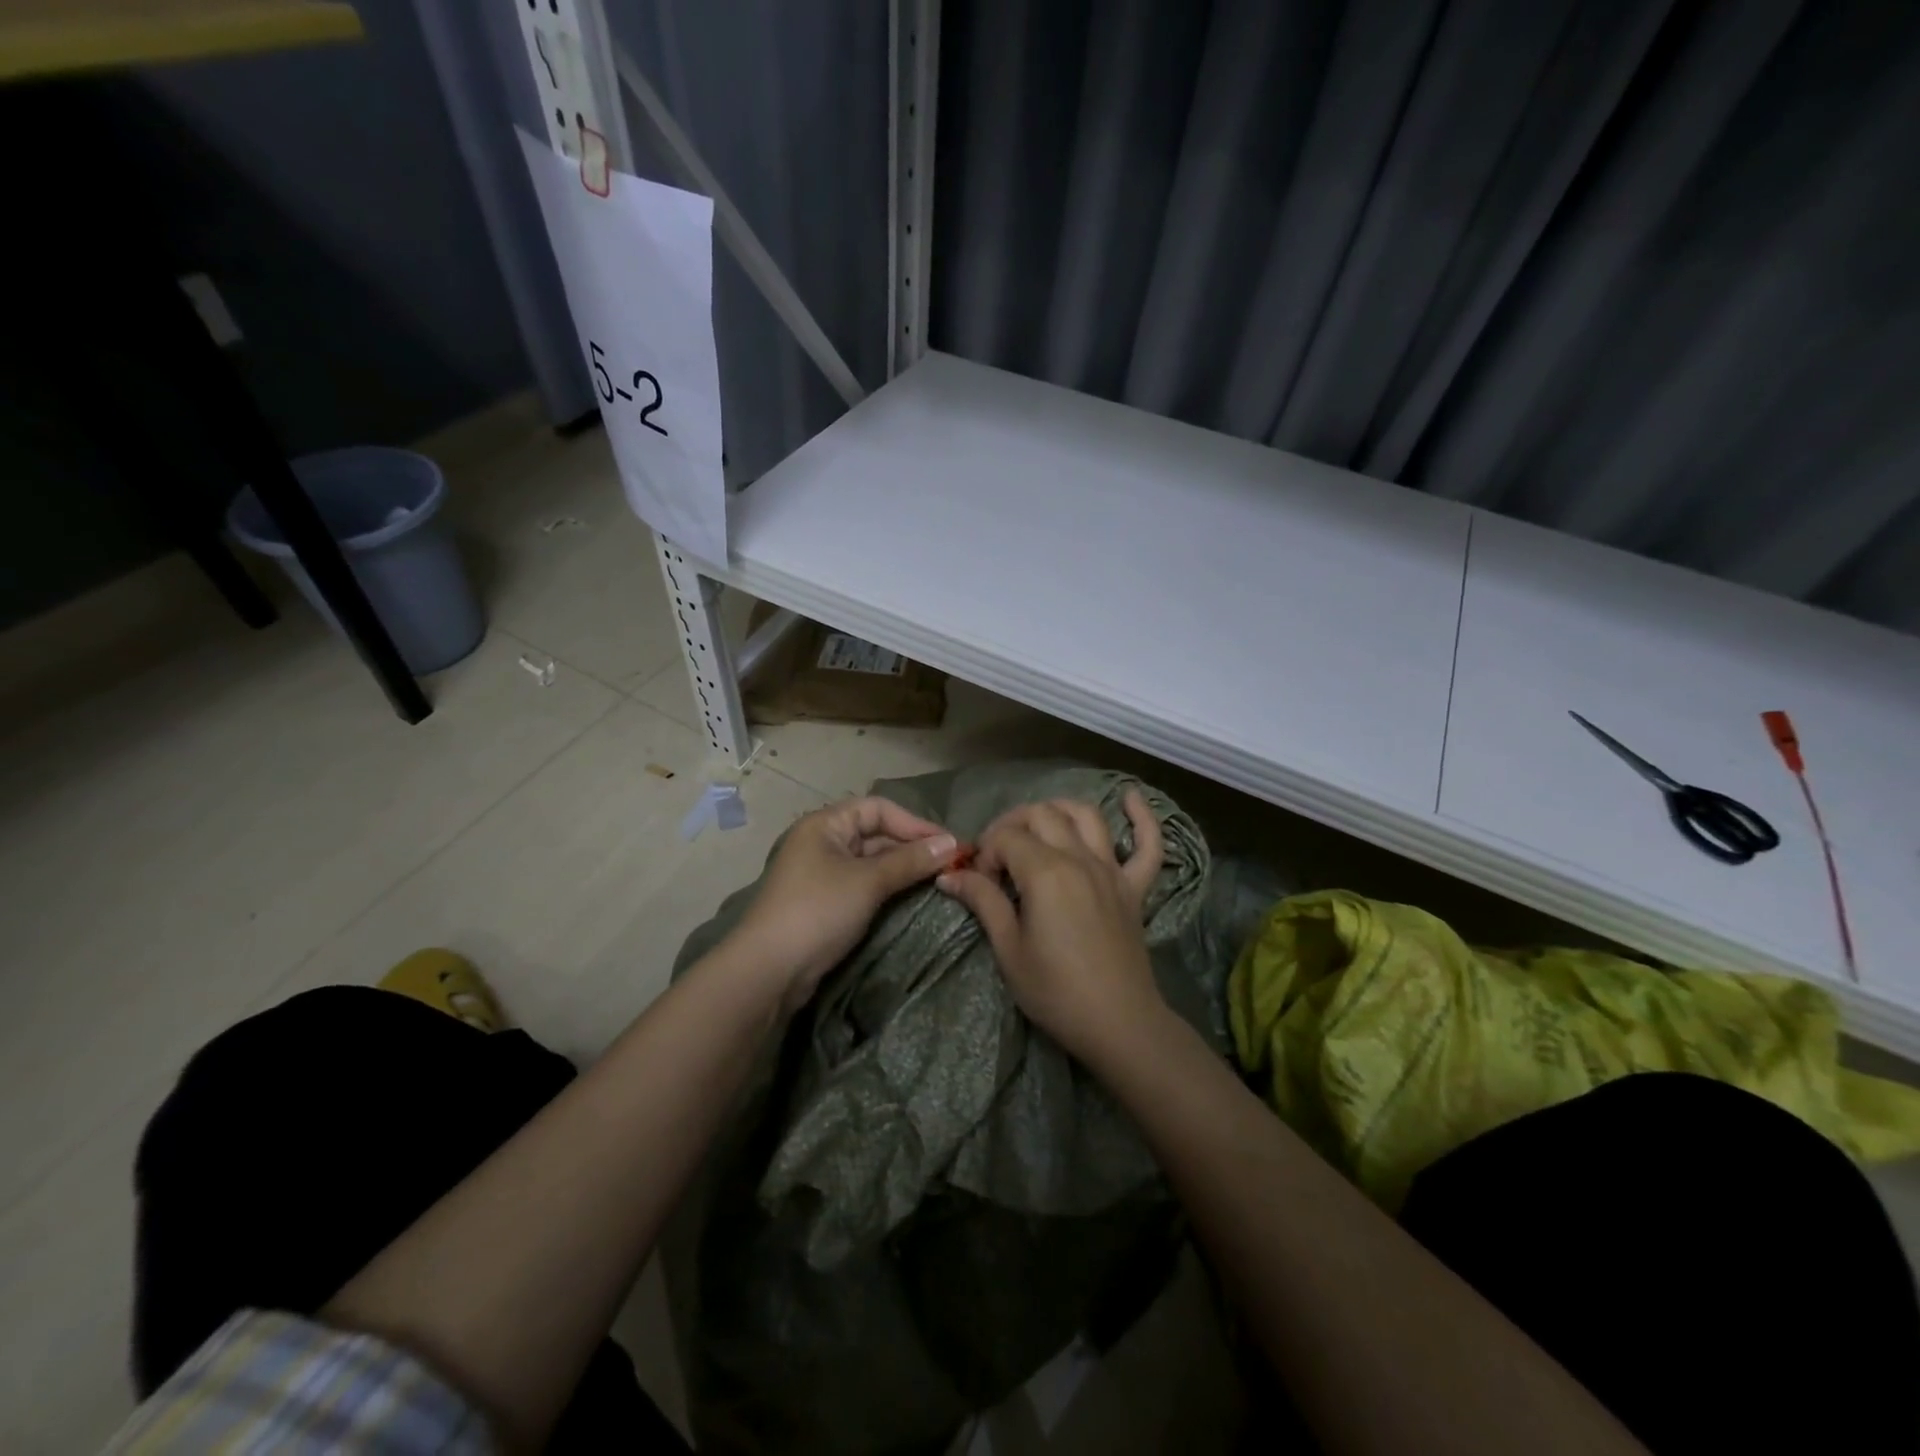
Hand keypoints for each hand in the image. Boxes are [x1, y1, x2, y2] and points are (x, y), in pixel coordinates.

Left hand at [730, 796, 955, 1010]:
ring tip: (938, 880)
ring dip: (902, 868)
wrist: (770, 970)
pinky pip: (863, 884)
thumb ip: (910, 860)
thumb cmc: (818, 911)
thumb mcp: (868, 881)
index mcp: (824, 825)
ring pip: (871, 861)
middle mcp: (821, 842)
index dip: (914, 822)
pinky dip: (887, 887)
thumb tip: (952, 843)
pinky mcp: (824, 902)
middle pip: (875, 833)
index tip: (948, 843)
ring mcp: (821, 874)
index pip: (878, 808)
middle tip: (949, 863)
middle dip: (911, 846)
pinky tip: (911, 897)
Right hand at [937, 790, 1167, 1066]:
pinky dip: (1142, 818)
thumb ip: (983, 902)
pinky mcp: (1134, 887)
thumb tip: (948, 876)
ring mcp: (1112, 870)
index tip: (979, 883)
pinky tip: (1130, 797)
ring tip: (1038, 826)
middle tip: (998, 857)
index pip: (1007, 838)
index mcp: (1046, 872)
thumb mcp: (1008, 949)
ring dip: (1058, 810)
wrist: (1118, 1023)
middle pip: (1042, 815)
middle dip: (1012, 825)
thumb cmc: (1055, 991)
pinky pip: (1147, 845)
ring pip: (1086, 816)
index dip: (986, 853)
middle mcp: (1080, 858)